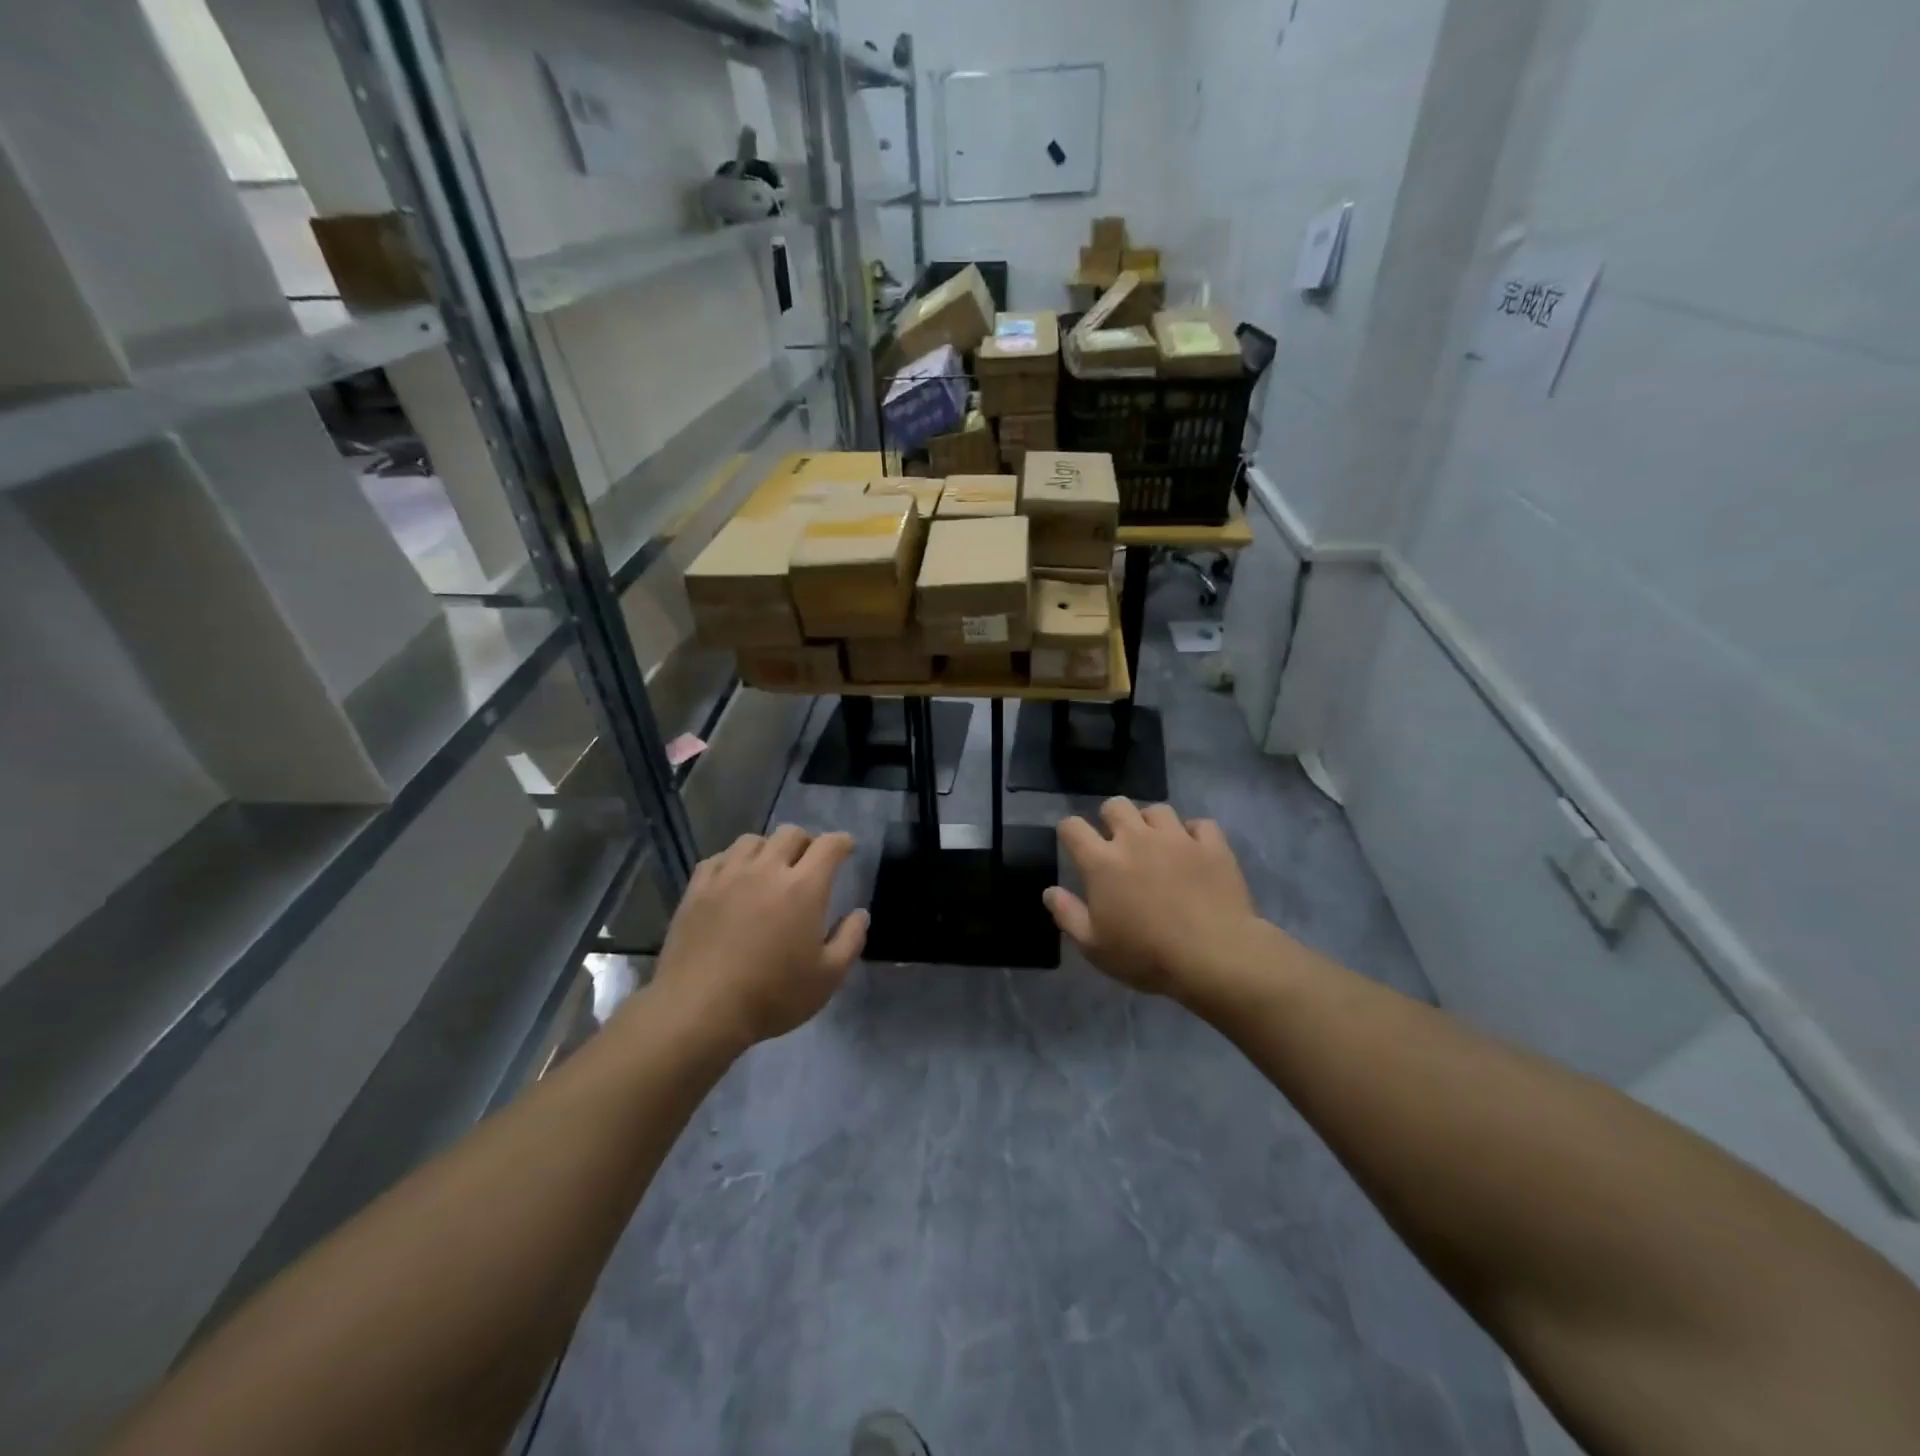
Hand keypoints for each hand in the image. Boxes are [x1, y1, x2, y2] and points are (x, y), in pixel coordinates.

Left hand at [653, 826, 867, 1049]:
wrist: (700, 1008)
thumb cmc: (772, 994)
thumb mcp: (827, 977)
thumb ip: (850, 939)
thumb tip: (860, 913)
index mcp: (804, 887)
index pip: (829, 845)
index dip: (842, 842)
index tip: (847, 848)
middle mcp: (767, 869)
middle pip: (791, 834)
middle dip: (807, 842)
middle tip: (809, 863)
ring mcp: (728, 875)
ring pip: (753, 840)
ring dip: (769, 848)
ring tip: (770, 868)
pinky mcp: (698, 888)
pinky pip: (720, 857)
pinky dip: (734, 861)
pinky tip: (734, 878)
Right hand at [1044, 799, 1260, 1002]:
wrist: (1214, 956)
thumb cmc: (1146, 955)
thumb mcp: (1094, 946)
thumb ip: (1068, 915)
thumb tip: (1049, 891)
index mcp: (1102, 861)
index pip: (1073, 827)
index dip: (1069, 831)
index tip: (1074, 844)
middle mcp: (1136, 838)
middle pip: (1115, 805)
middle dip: (1111, 817)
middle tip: (1117, 842)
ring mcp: (1176, 838)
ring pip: (1157, 810)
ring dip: (1151, 823)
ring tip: (1157, 844)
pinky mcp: (1211, 845)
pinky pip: (1200, 824)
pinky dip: (1194, 833)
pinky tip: (1194, 850)